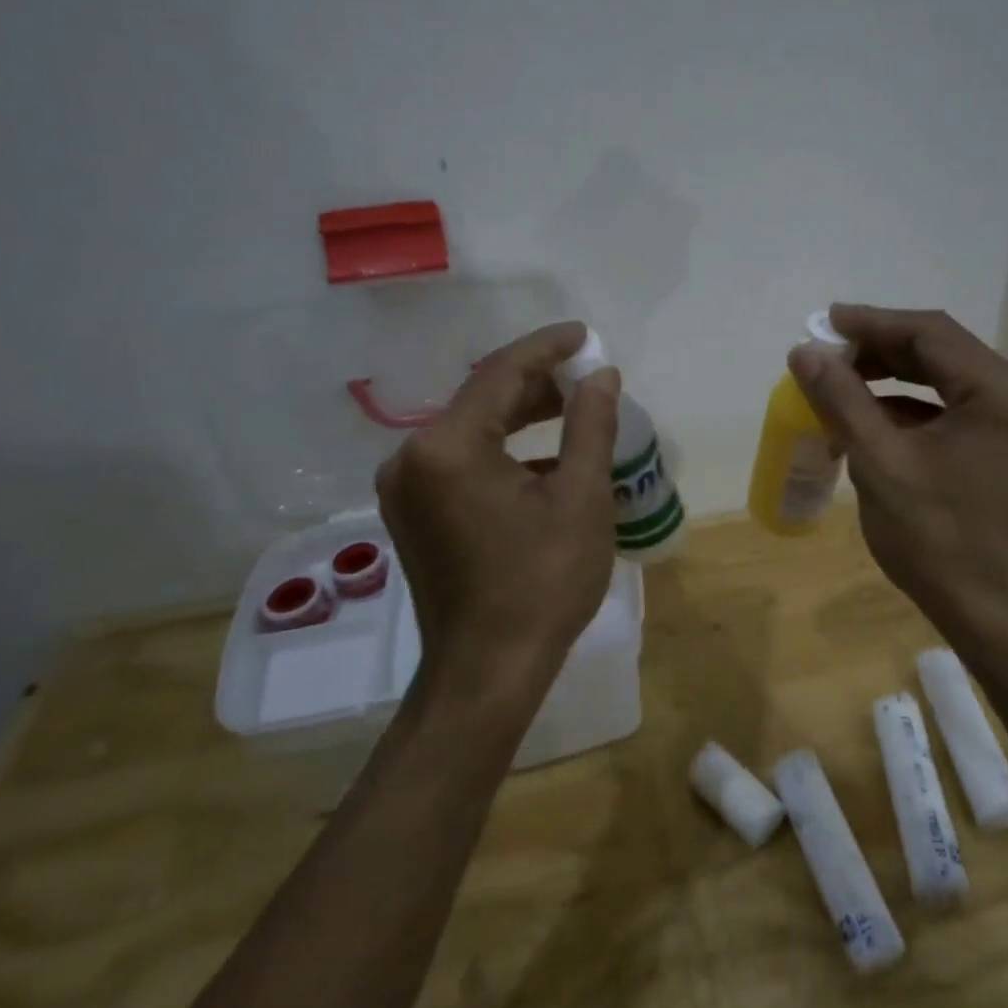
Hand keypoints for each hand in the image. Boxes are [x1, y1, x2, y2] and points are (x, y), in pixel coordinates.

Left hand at [376, 321, 620, 712]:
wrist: (487, 672)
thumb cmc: (542, 584)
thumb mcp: (582, 499)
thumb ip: (590, 426)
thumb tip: (602, 376)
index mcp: (448, 447)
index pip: (501, 373)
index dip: (548, 348)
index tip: (585, 335)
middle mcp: (412, 457)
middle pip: (482, 399)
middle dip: (537, 384)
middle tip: (588, 378)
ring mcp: (405, 488)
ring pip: (471, 430)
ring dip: (521, 417)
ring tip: (573, 411)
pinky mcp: (411, 513)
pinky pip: (460, 461)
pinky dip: (502, 452)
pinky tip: (544, 462)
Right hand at [787, 304, 1007, 651]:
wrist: (993, 614)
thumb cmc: (936, 540)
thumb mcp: (880, 462)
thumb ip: (842, 399)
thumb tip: (804, 351)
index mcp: (1002, 392)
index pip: (931, 334)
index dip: (873, 323)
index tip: (825, 321)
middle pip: (944, 352)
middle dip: (882, 350)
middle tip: (829, 353)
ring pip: (950, 380)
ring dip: (897, 377)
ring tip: (843, 382)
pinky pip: (960, 409)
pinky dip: (916, 408)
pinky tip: (875, 417)